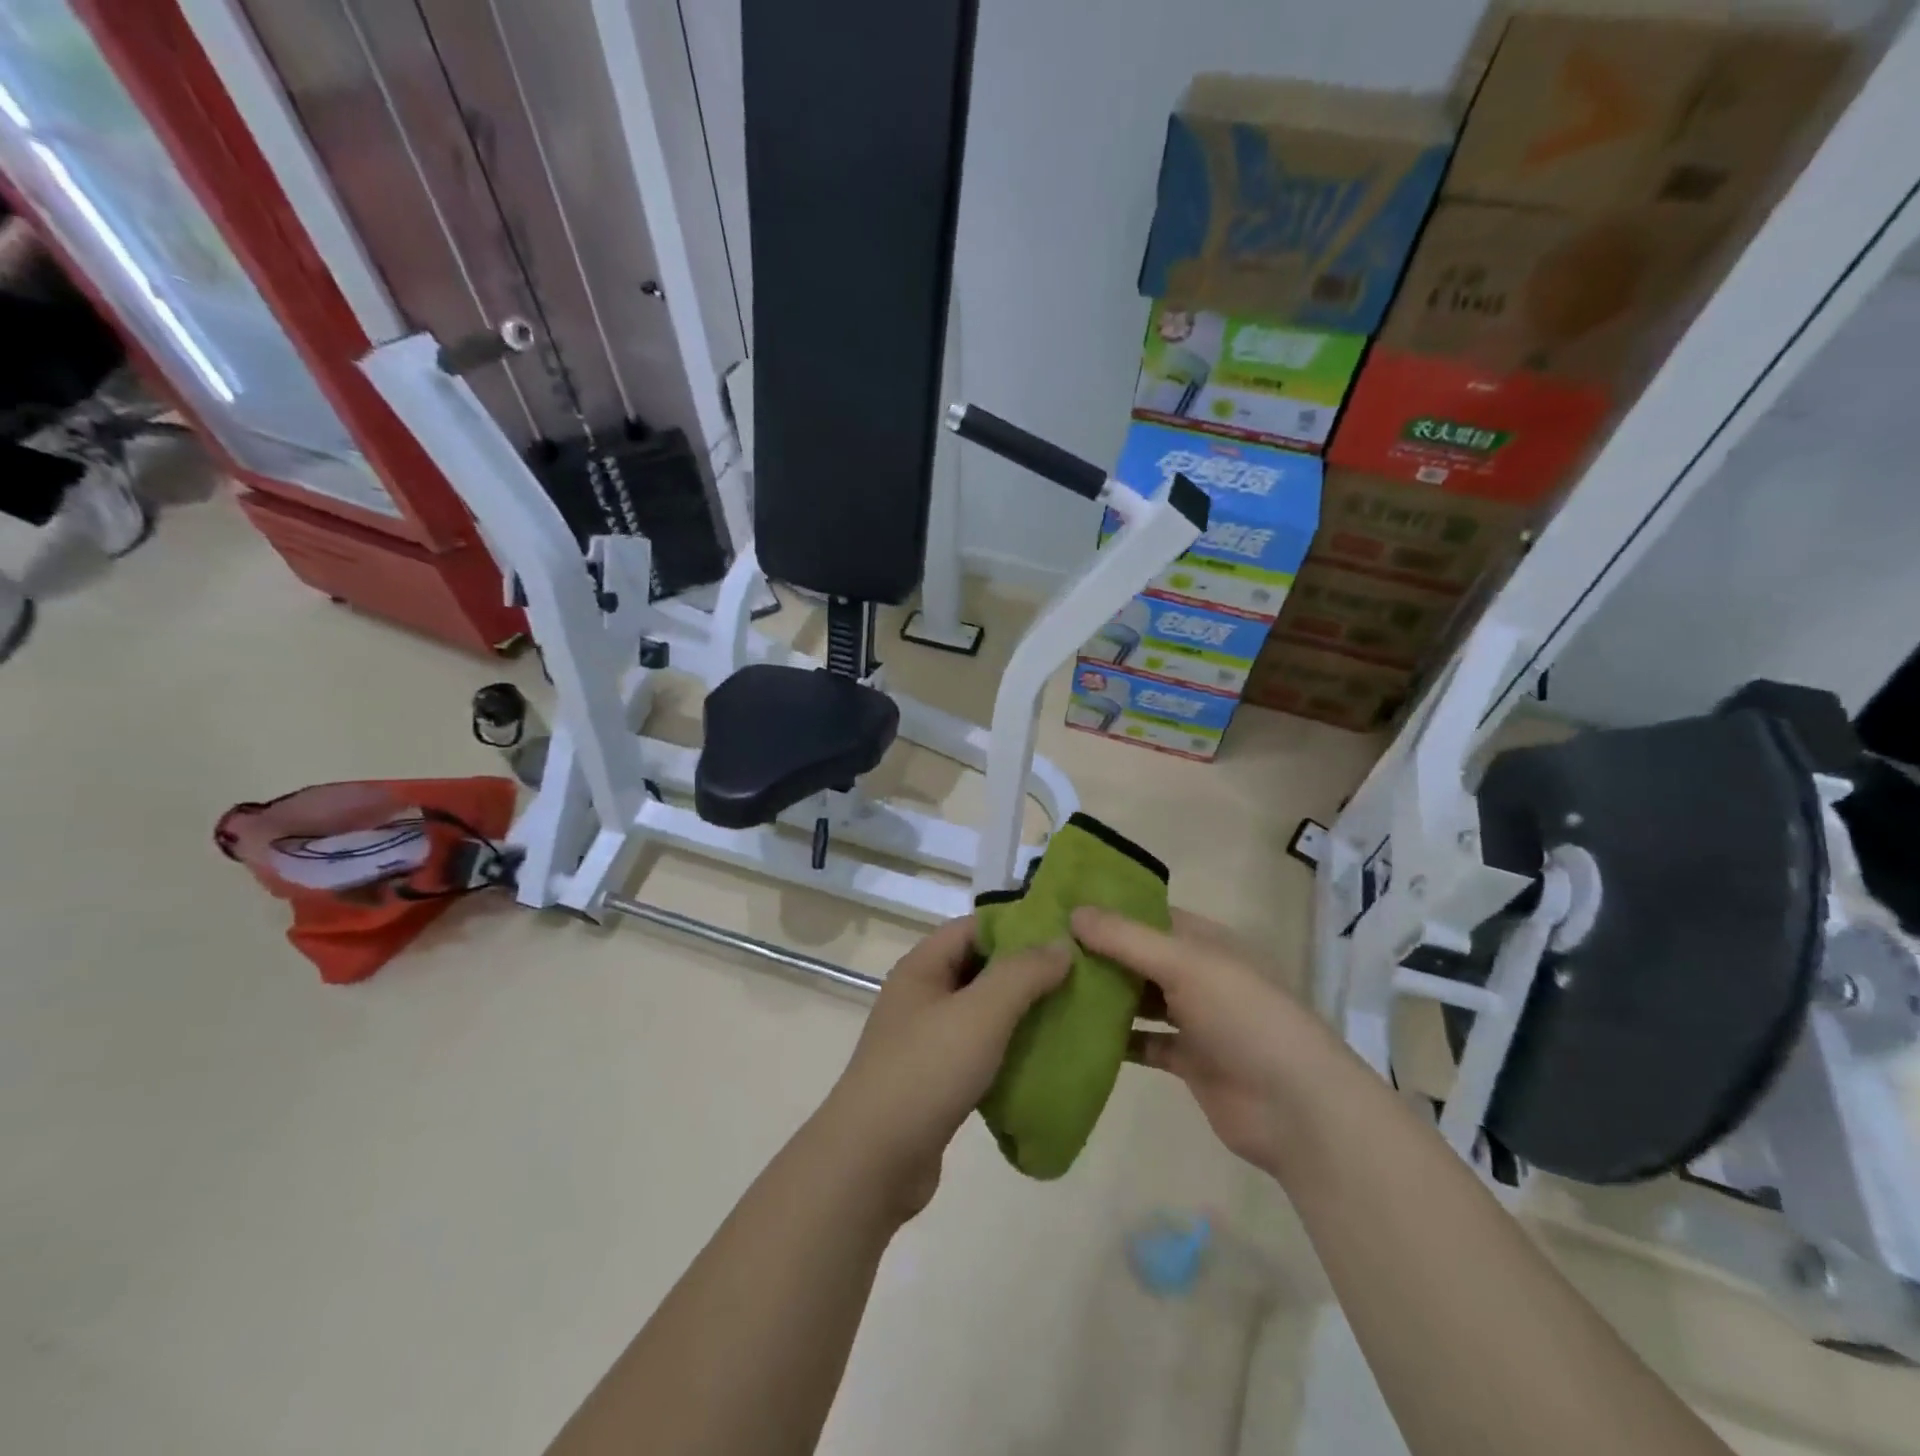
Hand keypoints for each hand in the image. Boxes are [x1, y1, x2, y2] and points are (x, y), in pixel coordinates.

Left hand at [821, 916, 1069, 1218]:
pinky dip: (1008, 1050)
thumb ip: (1023, 973)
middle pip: (979, 967)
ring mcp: (925, 1039)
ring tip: (1069, 1015)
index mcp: (922, 967)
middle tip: (1076, 976)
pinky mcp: (934, 1079)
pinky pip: (979, 1050)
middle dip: (1025, 971)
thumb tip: (1060, 943)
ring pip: (982, 1012)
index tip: (1064, 934)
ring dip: (1020, 1013)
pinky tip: (1041, 1059)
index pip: (974, 927)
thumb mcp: (981, 1013)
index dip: (1017, 925)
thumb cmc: (927, 1071)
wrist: (874, 1161)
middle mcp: (921, 995)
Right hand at [1072, 906, 1337, 1177]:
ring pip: (1138, 999)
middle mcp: (1198, 974)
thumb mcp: (1185, 964)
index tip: (1058, 908)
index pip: (1149, 914)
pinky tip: (1074, 1035)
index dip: (1108, 909)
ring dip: (1103, 996)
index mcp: (1204, 941)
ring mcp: (1194, 1019)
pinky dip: (1114, 1039)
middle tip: (1042, 949)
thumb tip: (1073, 911)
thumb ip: (1126, 938)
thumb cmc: (1244, 1017)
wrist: (1296, 1108)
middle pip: (1139, 956)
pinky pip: (1142, 1042)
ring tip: (1049, 988)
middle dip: (1097, 953)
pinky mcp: (1187, 1061)